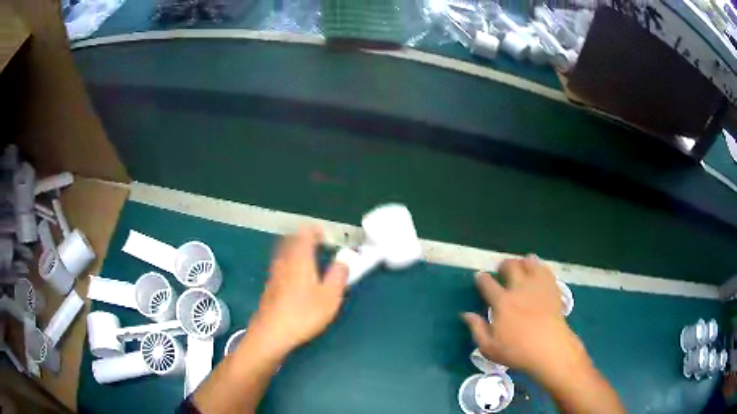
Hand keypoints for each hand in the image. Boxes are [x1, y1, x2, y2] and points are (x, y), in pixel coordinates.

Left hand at [248, 226, 347, 355]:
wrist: (272, 333)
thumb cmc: (304, 314)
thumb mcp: (330, 297)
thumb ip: (339, 275)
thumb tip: (344, 259)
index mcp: (300, 259)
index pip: (305, 234)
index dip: (315, 231)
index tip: (325, 234)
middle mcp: (284, 261)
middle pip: (290, 240)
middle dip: (303, 238)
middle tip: (316, 242)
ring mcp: (274, 274)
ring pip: (283, 252)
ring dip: (294, 249)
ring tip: (307, 257)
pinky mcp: (269, 287)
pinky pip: (279, 265)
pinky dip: (288, 263)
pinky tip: (295, 277)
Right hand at [462, 255, 589, 382]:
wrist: (550, 349)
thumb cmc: (517, 352)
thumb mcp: (489, 347)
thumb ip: (477, 329)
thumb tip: (466, 314)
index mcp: (502, 302)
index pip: (487, 283)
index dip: (481, 278)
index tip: (480, 277)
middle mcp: (519, 288)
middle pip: (510, 266)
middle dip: (504, 265)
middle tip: (502, 270)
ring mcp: (538, 286)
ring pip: (529, 262)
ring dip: (522, 262)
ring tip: (521, 267)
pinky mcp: (552, 288)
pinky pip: (545, 270)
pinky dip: (540, 267)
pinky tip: (538, 272)